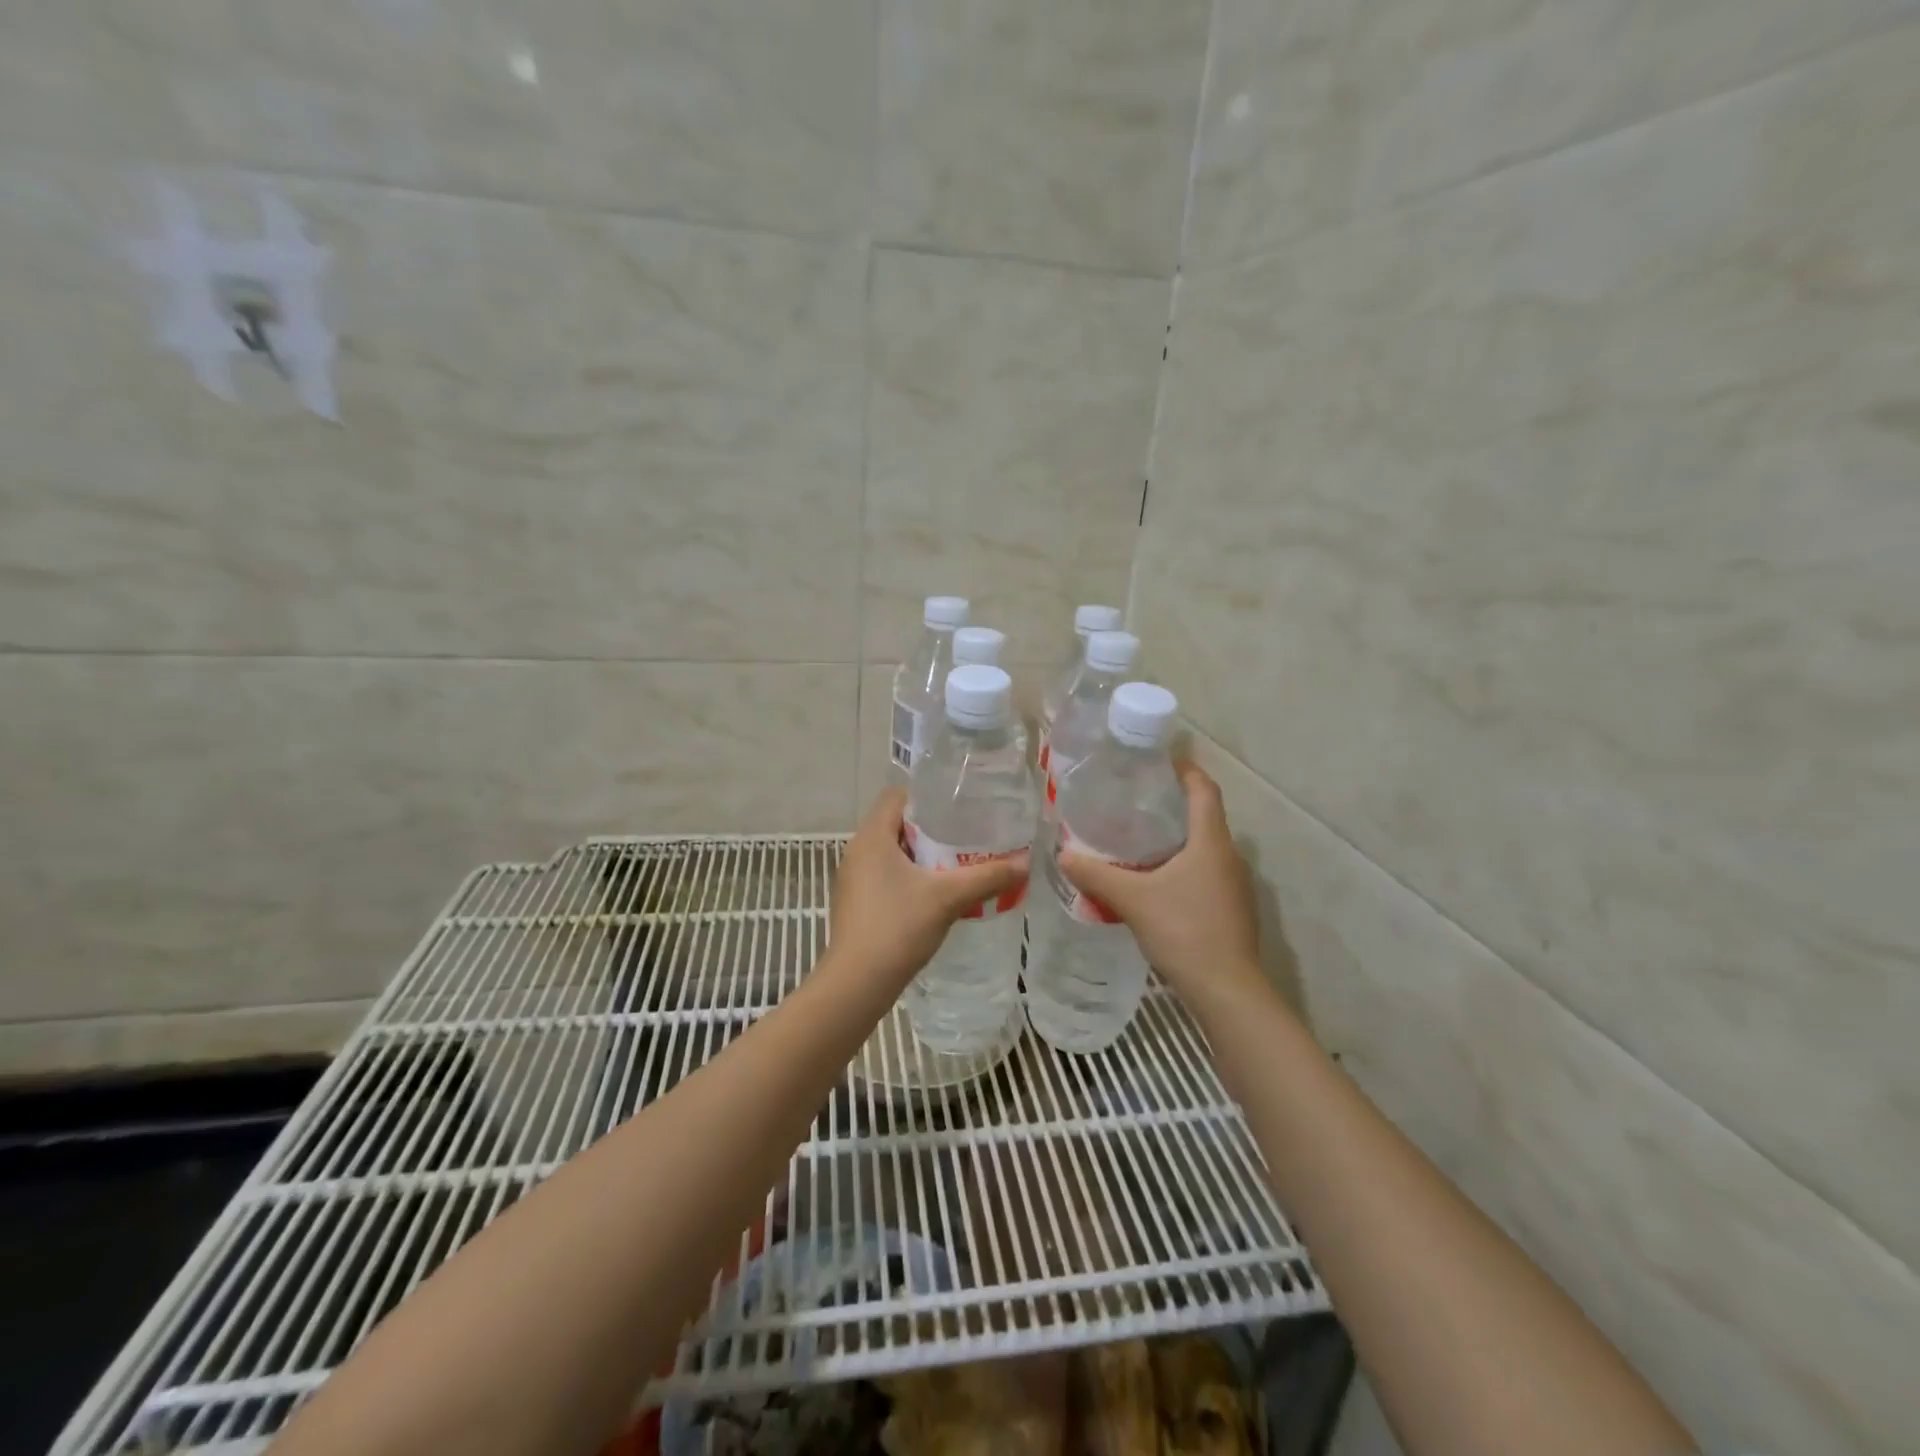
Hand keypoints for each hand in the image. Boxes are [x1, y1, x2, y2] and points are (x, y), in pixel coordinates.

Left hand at [829, 787, 1028, 990]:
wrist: (857, 984)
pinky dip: (910, 877)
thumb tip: (1026, 862)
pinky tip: (936, 894)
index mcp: (872, 836)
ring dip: (922, 855)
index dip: (928, 796)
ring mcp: (853, 878)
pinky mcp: (856, 903)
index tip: (960, 806)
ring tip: (958, 863)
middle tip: (967, 836)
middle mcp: (857, 850)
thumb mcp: (948, 898)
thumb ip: (988, 877)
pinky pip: (886, 876)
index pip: (898, 796)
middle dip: (932, 828)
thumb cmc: (897, 927)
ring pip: (892, 852)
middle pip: (897, 824)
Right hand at [1058, 762, 1264, 1008]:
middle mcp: (1229, 856)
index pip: (1204, 789)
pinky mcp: (1233, 909)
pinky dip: (1183, 867)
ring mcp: (1236, 885)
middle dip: (1172, 806)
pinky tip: (1155, 883)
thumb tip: (1062, 854)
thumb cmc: (1184, 931)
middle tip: (1133, 802)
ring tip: (1137, 841)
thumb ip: (1096, 875)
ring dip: (1177, 840)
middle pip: (1204, 817)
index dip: (1185, 770)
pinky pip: (1207, 874)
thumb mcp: (1133, 899)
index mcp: (1211, 842)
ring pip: (1205, 848)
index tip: (1159, 761)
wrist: (1227, 990)